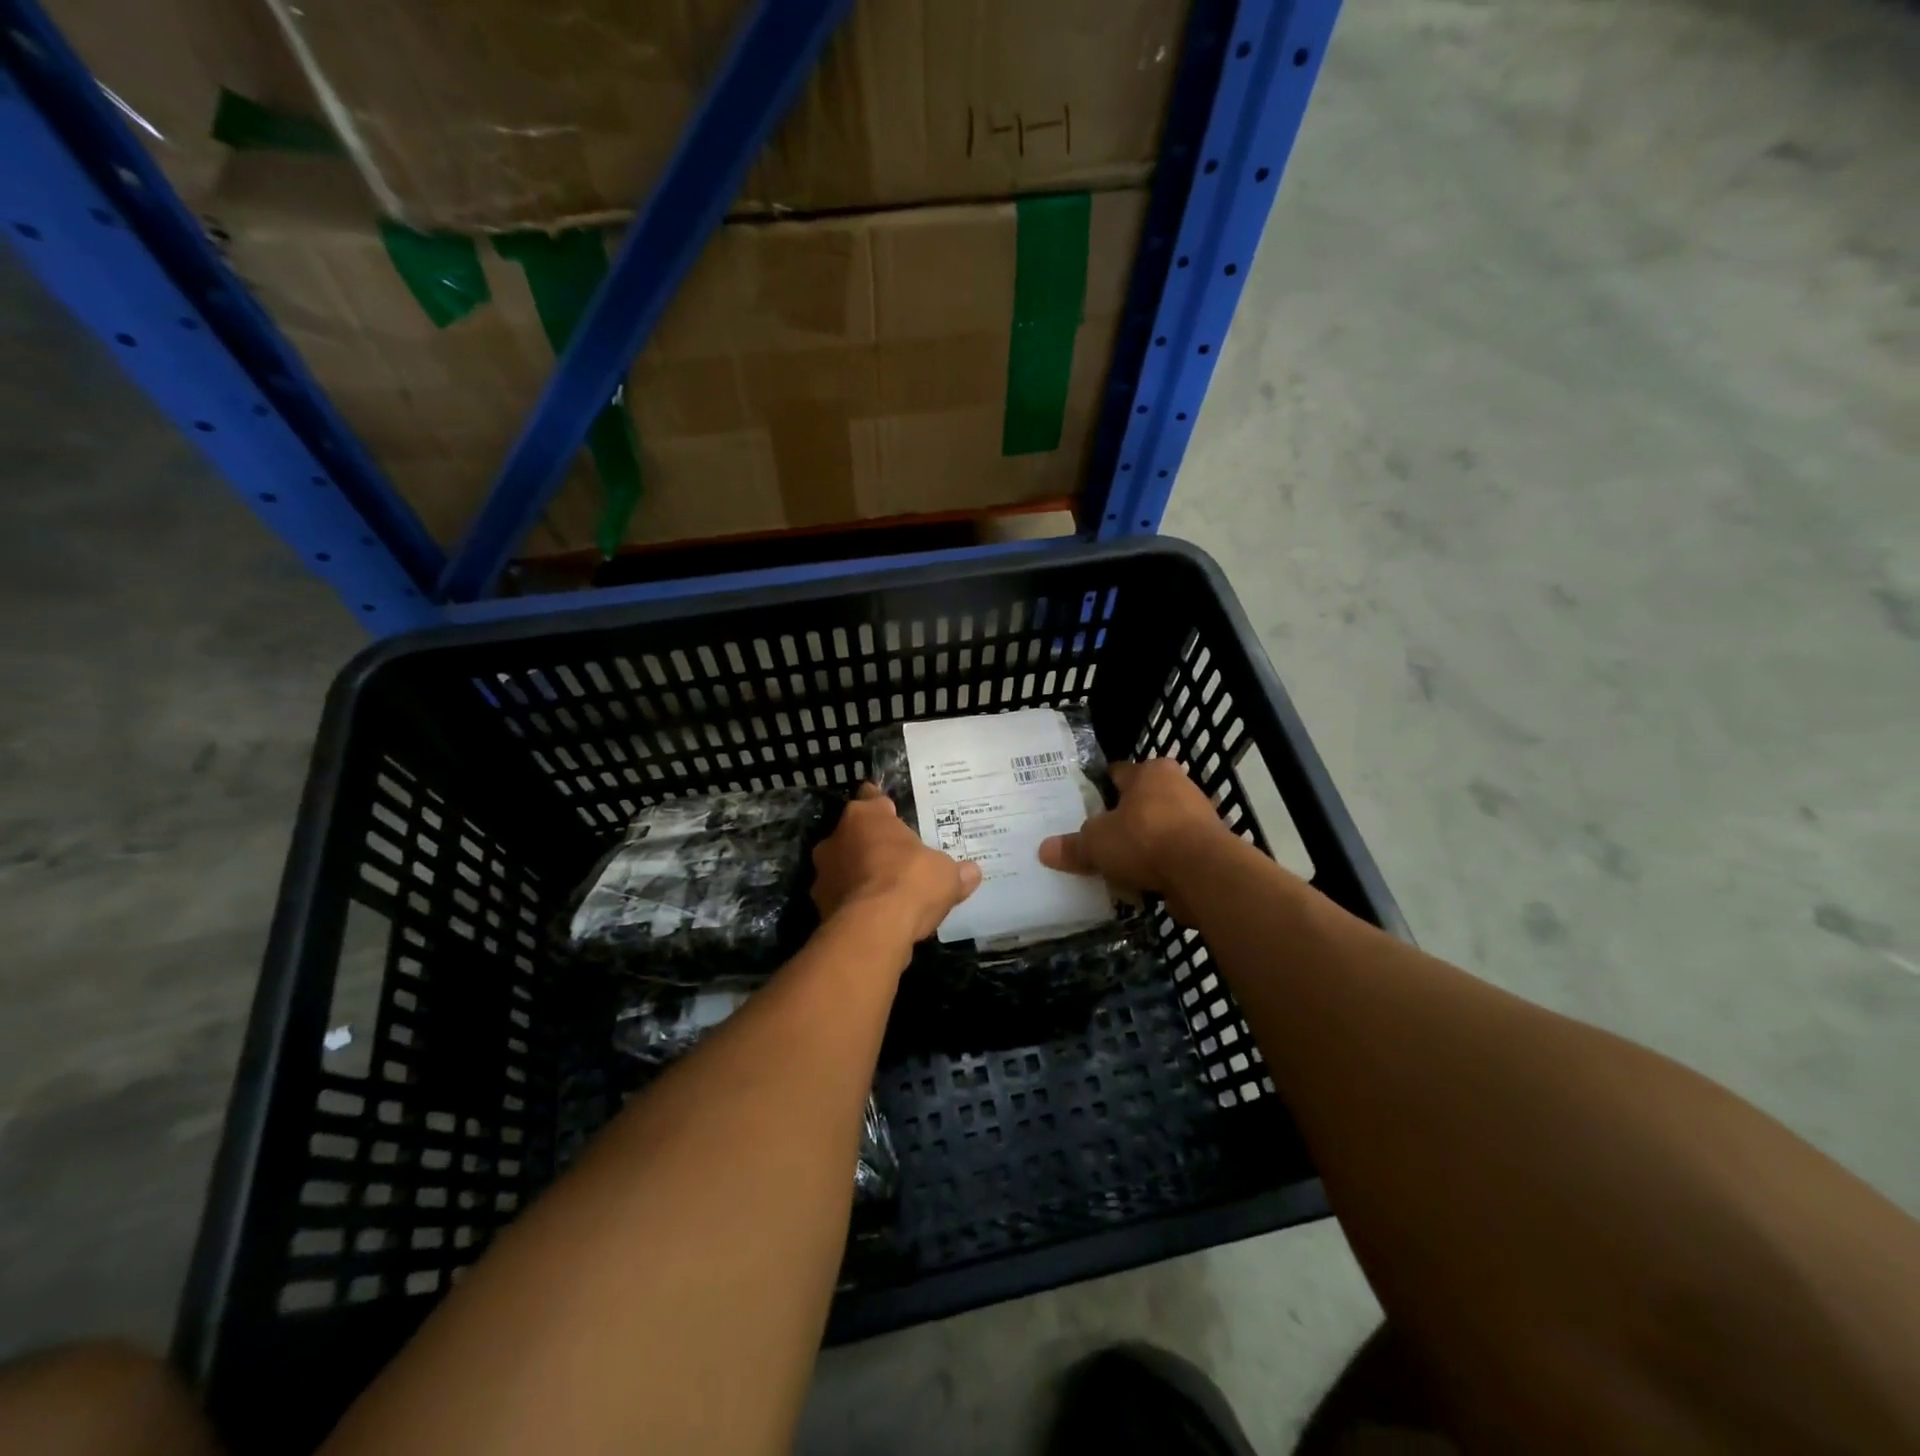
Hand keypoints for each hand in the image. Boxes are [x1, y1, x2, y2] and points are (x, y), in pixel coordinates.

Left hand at [812, 784, 981, 941]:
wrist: (873, 929)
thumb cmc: (910, 882)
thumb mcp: (945, 874)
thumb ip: (955, 872)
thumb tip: (972, 872)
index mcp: (864, 817)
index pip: (871, 800)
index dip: (881, 806)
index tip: (888, 810)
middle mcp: (836, 839)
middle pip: (854, 835)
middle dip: (871, 844)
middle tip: (894, 856)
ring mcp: (823, 874)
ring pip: (843, 867)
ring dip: (859, 875)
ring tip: (884, 891)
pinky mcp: (820, 906)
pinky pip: (842, 897)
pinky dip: (855, 903)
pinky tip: (875, 915)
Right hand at [1038, 758, 1231, 921]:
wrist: (1204, 873)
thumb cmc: (1144, 839)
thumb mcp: (1096, 843)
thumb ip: (1073, 846)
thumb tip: (1044, 850)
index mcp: (1151, 772)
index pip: (1119, 772)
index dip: (1101, 786)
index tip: (1086, 801)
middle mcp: (1179, 786)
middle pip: (1143, 800)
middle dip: (1124, 818)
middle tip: (1099, 836)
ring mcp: (1199, 818)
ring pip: (1161, 828)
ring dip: (1145, 844)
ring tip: (1119, 864)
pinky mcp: (1211, 849)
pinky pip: (1176, 855)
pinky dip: (1162, 866)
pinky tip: (1143, 882)